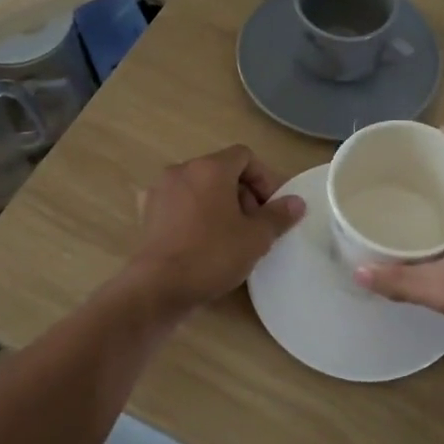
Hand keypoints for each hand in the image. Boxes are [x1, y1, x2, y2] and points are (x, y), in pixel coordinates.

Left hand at [124, 145, 304, 315]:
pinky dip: (195, 215)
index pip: (244, 156)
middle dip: (242, 194)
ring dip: (219, 205)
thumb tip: (296, 202)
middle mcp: (182, 170)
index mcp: (210, 168)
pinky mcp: (146, 213)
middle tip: (254, 226)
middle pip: (221, 171)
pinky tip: (202, 242)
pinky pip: (180, 205)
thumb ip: (278, 215)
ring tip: (230, 237)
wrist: (158, 287)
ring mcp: (159, 191)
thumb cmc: (212, 255)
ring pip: (199, 188)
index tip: (271, 208)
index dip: (264, 179)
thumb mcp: (256, 238)